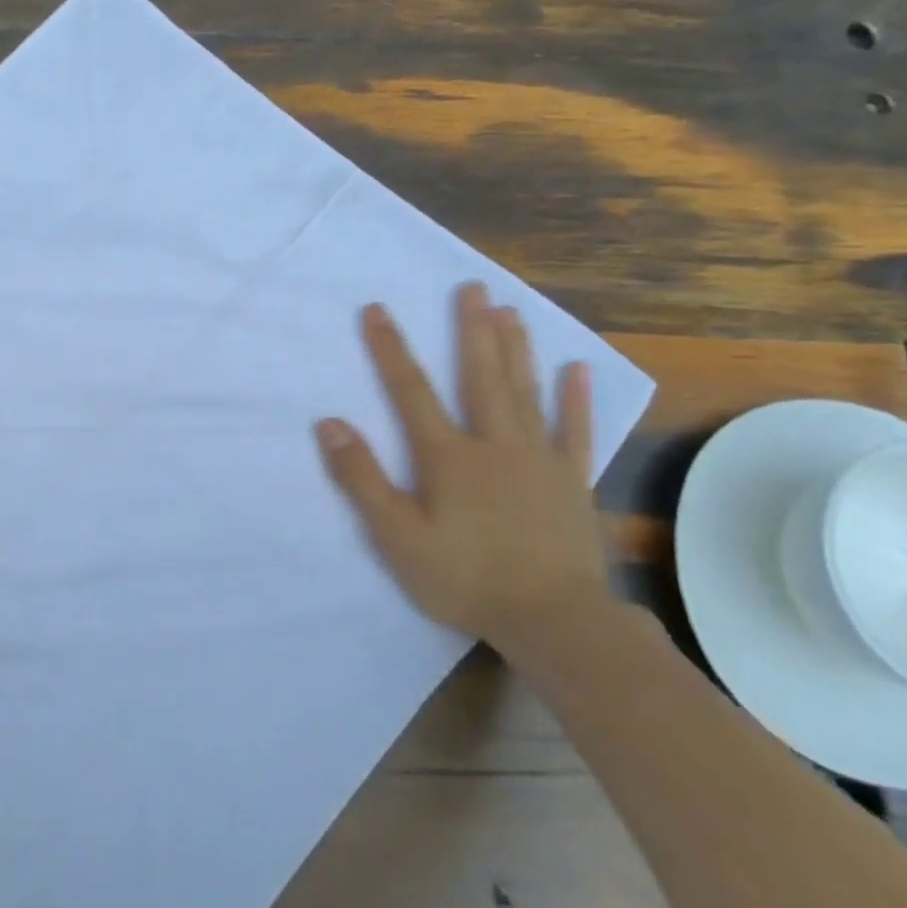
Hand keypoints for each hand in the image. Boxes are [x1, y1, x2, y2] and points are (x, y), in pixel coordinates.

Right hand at [315, 281, 610, 648]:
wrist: (553, 620)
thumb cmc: (464, 578)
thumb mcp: (396, 536)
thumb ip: (362, 478)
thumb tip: (330, 423)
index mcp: (448, 456)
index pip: (411, 391)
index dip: (390, 349)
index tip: (376, 309)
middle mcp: (495, 445)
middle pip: (480, 377)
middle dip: (471, 330)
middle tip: (472, 287)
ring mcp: (539, 461)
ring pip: (526, 393)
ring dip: (516, 349)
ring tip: (511, 310)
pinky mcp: (571, 482)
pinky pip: (574, 432)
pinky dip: (575, 400)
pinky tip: (577, 370)